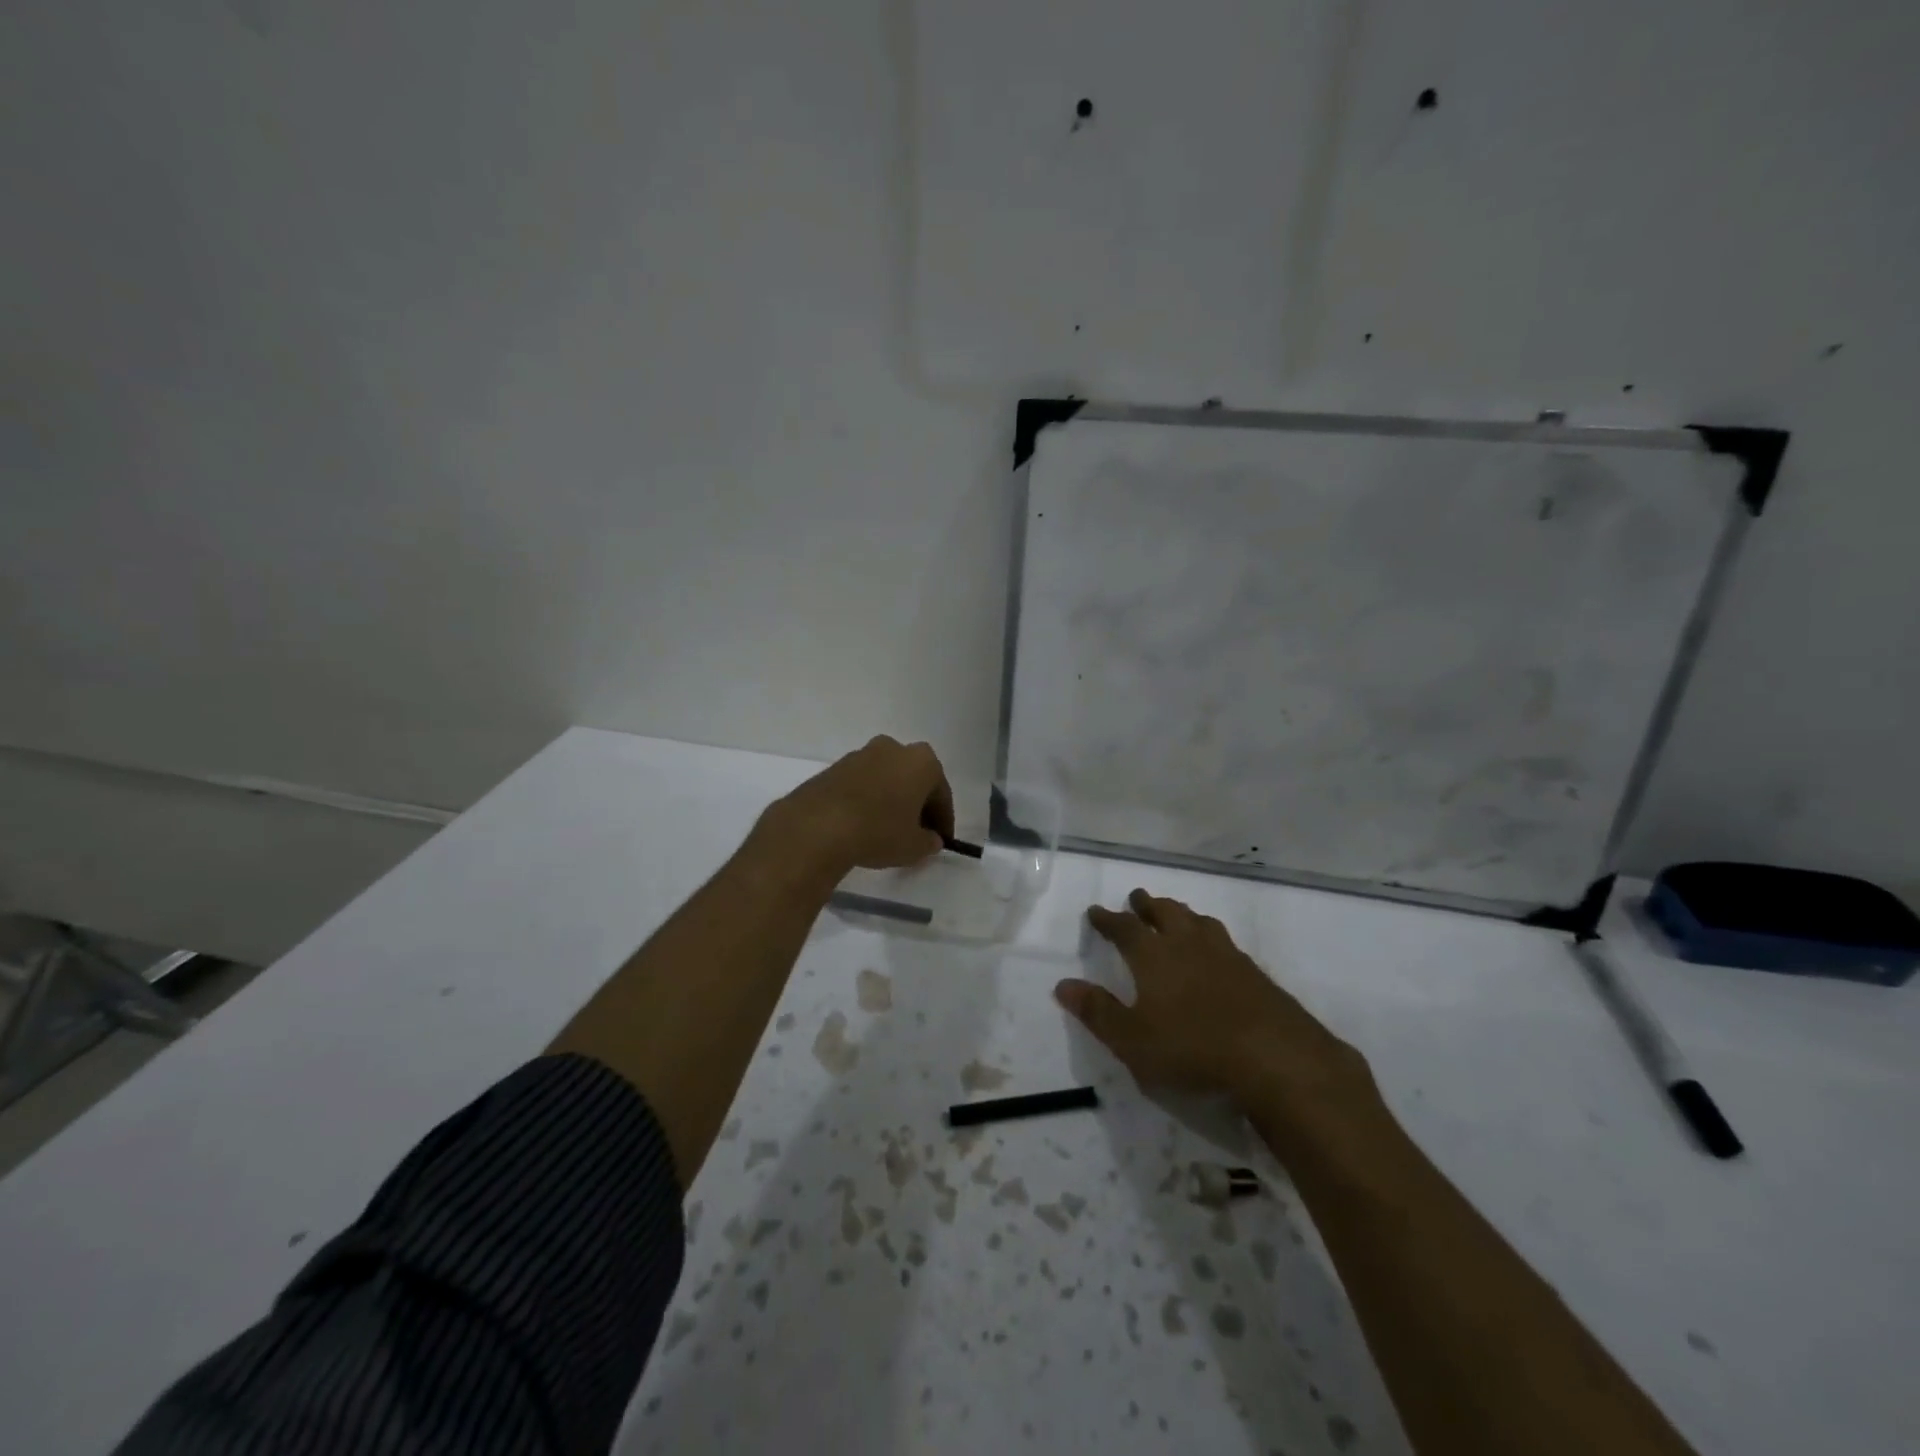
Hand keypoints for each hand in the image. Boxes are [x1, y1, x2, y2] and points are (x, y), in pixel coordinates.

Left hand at [763, 735, 954, 874]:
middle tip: (916, 833)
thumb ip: (929, 842)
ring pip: (886, 778)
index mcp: (922, 761)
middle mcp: (894, 748)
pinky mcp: (834, 766)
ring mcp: (861, 754)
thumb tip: (931, 839)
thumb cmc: (878, 831)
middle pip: (913, 780)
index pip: (941, 793)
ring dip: (890, 799)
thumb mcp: (914, 847)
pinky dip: (867, 800)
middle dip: (917, 804)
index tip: (940, 840)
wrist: (818, 826)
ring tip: (887, 830)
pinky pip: (862, 784)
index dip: (943, 820)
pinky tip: (862, 824)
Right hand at [1056, 888, 1375, 1115]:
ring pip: (1197, 921)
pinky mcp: (1254, 972)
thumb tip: (1062, 985)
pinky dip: (1210, 935)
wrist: (1274, 1057)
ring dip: (1181, 913)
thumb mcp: (1132, 1041)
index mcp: (1153, 957)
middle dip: (1146, 905)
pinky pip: (1224, 940)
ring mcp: (1225, 955)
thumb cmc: (1192, 1048)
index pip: (1124, 929)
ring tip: (1175, 913)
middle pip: (1164, 913)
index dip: (1108, 919)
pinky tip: (1216, 949)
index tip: (1095, 911)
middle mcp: (1188, 945)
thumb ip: (1097, 1012)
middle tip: (1137, 898)